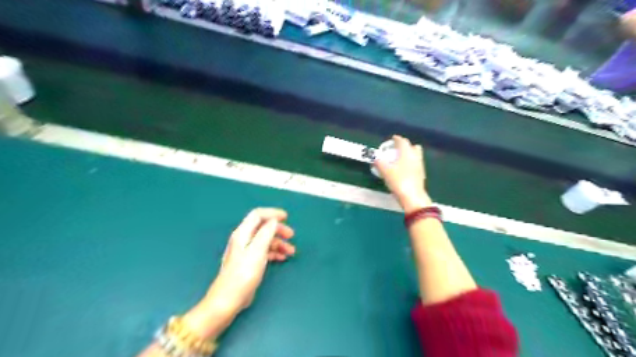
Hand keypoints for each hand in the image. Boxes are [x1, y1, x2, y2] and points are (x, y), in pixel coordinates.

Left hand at [181, 209, 294, 339]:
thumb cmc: (243, 274)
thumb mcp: (257, 251)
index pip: (258, 215)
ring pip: (265, 240)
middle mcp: (244, 239)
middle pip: (263, 227)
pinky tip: (282, 258)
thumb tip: (274, 221)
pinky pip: (264, 251)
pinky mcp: (249, 262)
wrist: (229, 299)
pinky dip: (274, 252)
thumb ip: (266, 233)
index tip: (286, 217)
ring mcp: (246, 251)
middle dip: (279, 229)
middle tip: (291, 235)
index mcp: (243, 233)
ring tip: (291, 251)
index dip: (272, 213)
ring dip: (279, 243)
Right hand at [373, 134, 432, 212]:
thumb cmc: (399, 181)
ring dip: (408, 154)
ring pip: (415, 155)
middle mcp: (415, 156)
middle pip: (412, 146)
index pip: (402, 141)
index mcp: (407, 153)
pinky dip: (410, 163)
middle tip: (396, 149)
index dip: (396, 139)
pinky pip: (416, 164)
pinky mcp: (421, 174)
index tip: (392, 139)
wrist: (413, 197)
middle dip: (405, 146)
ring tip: (399, 160)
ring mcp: (420, 166)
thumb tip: (375, 158)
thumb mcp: (385, 171)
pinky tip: (403, 170)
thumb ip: (379, 163)